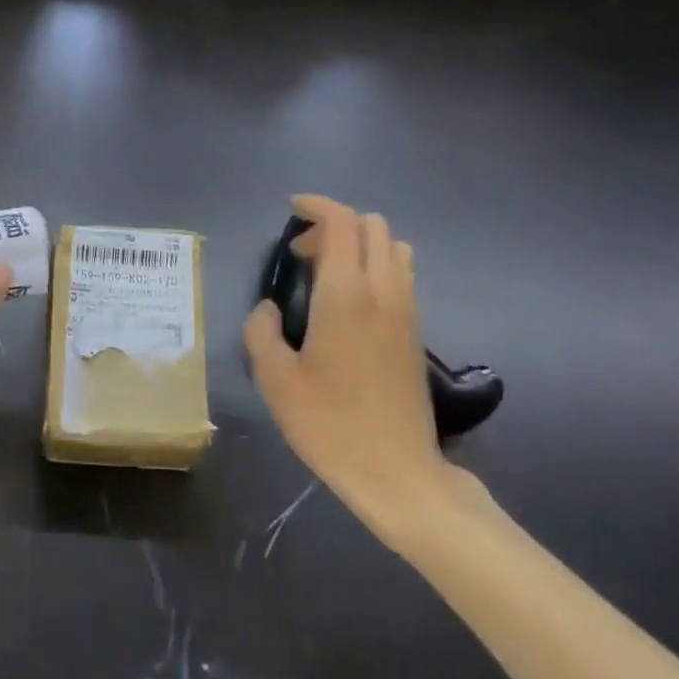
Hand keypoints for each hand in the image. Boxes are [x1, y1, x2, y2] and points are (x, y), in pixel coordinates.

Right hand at [243, 195, 459, 538]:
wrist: (399, 473)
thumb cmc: (331, 424)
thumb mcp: (275, 380)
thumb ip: (261, 332)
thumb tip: (268, 309)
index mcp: (346, 294)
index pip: (341, 222)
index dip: (316, 205)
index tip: (292, 210)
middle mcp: (384, 291)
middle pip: (372, 225)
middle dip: (335, 225)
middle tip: (302, 255)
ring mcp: (407, 310)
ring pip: (393, 247)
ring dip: (360, 244)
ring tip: (327, 275)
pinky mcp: (417, 331)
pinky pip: (401, 275)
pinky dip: (375, 267)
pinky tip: (349, 304)